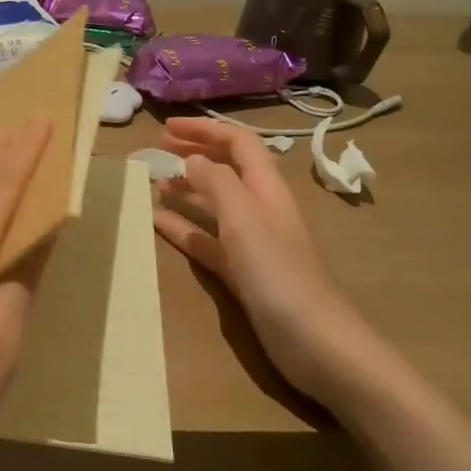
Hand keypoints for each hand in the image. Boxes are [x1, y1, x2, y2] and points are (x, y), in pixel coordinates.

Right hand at [153, 117, 371, 400]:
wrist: (315, 343)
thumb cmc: (279, 273)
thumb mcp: (244, 218)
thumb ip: (217, 182)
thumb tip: (191, 158)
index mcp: (266, 189)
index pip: (237, 143)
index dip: (204, 130)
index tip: (166, 127)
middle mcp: (260, 209)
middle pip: (226, 169)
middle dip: (194, 153)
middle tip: (157, 149)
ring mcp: (252, 243)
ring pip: (215, 204)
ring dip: (187, 189)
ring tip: (154, 184)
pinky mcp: (243, 273)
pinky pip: (207, 241)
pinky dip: (184, 228)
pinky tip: (158, 223)